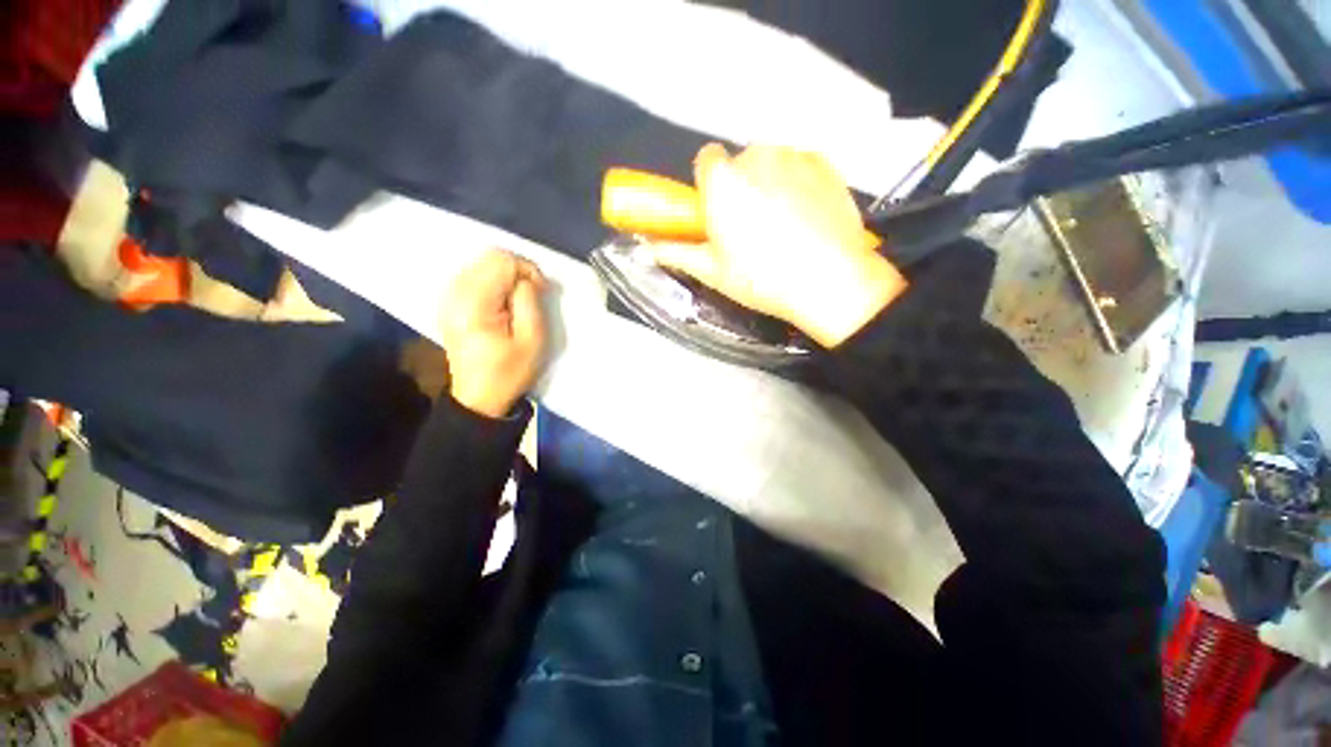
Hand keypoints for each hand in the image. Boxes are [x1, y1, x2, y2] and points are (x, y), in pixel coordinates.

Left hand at [439, 249, 547, 417]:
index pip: (502, 261)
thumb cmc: (509, 372)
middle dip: (518, 271)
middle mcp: (455, 293)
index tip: (542, 292)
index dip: (528, 271)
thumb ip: (530, 302)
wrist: (479, 397)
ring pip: (482, 264)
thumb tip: (528, 279)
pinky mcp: (450, 303)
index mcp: (474, 303)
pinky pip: (475, 276)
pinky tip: (504, 304)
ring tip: (521, 300)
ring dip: (507, 277)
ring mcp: (449, 297)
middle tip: (534, 294)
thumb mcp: (532, 340)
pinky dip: (495, 282)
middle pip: (490, 257)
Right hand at [652, 144, 907, 347]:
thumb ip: (677, 253)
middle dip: (740, 187)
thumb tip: (648, 247)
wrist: (830, 281)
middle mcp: (756, 155)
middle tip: (750, 227)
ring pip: (771, 163)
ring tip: (782, 225)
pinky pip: (800, 166)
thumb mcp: (713, 272)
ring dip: (769, 183)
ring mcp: (795, 156)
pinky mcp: (825, 163)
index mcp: (723, 180)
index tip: (718, 212)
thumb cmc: (762, 279)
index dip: (709, 186)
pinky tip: (806, 217)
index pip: (706, 161)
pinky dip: (798, 183)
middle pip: (739, 163)